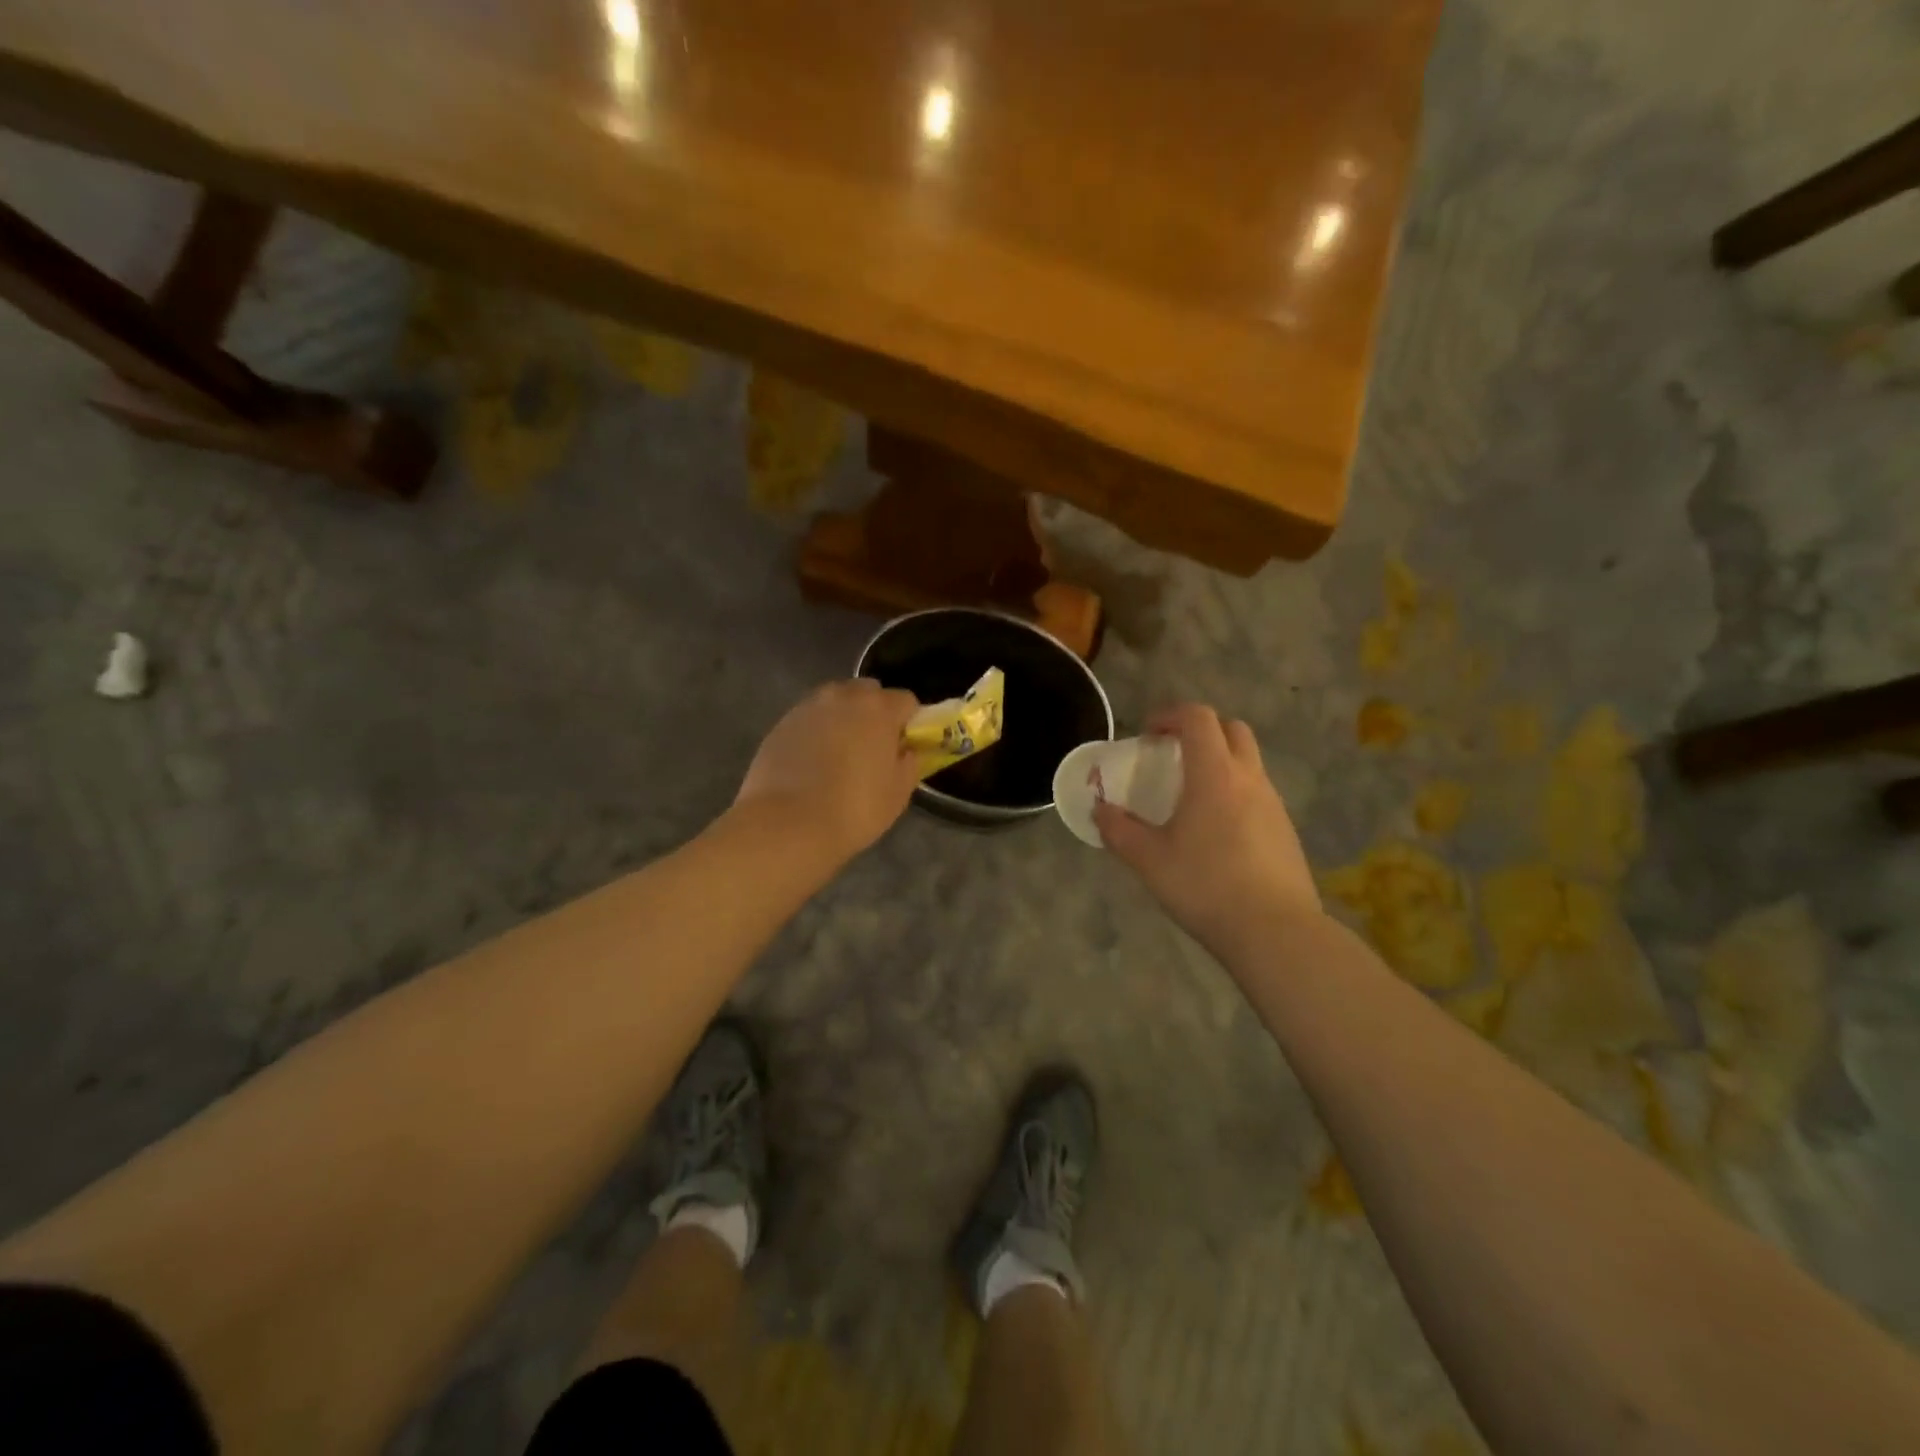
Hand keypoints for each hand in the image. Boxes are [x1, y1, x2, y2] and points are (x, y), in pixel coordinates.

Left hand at [735, 678, 921, 859]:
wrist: (787, 824)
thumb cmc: (854, 809)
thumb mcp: (898, 792)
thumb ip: (910, 762)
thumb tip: (907, 750)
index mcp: (879, 708)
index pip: (907, 701)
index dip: (909, 724)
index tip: (903, 748)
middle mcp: (843, 696)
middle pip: (868, 693)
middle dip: (875, 713)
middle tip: (872, 749)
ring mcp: (808, 707)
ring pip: (836, 702)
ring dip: (844, 719)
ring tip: (839, 756)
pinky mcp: (781, 723)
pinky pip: (810, 719)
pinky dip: (816, 732)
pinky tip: (813, 764)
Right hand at [1093, 704, 1320, 959]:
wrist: (1275, 931)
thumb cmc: (1206, 886)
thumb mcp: (1149, 860)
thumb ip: (1119, 830)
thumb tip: (1099, 810)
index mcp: (1214, 774)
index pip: (1198, 717)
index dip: (1170, 715)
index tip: (1147, 734)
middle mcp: (1248, 778)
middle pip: (1231, 729)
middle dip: (1200, 730)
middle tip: (1172, 755)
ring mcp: (1273, 803)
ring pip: (1248, 761)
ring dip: (1219, 761)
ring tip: (1191, 795)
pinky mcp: (1285, 829)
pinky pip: (1257, 792)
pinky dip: (1234, 791)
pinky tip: (1217, 830)